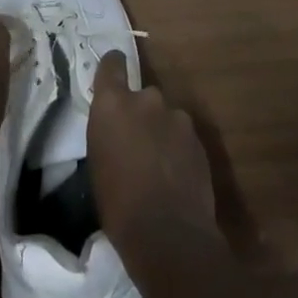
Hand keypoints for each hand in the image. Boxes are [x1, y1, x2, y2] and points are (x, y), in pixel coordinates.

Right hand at [89, 50, 217, 256]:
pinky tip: (176, 176)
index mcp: (114, 103)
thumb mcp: (98, 162)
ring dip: (161, 132)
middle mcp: (147, 99)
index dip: (113, 67)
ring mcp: (177, 117)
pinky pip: (182, 136)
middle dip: (140, 113)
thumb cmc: (118, 204)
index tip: (113, 75)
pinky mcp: (198, 139)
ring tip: (159, 165)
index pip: (113, 63)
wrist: (168, 234)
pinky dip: (178, 149)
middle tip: (136, 143)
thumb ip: (109, 132)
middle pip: (143, 95)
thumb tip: (117, 129)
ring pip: (166, 117)